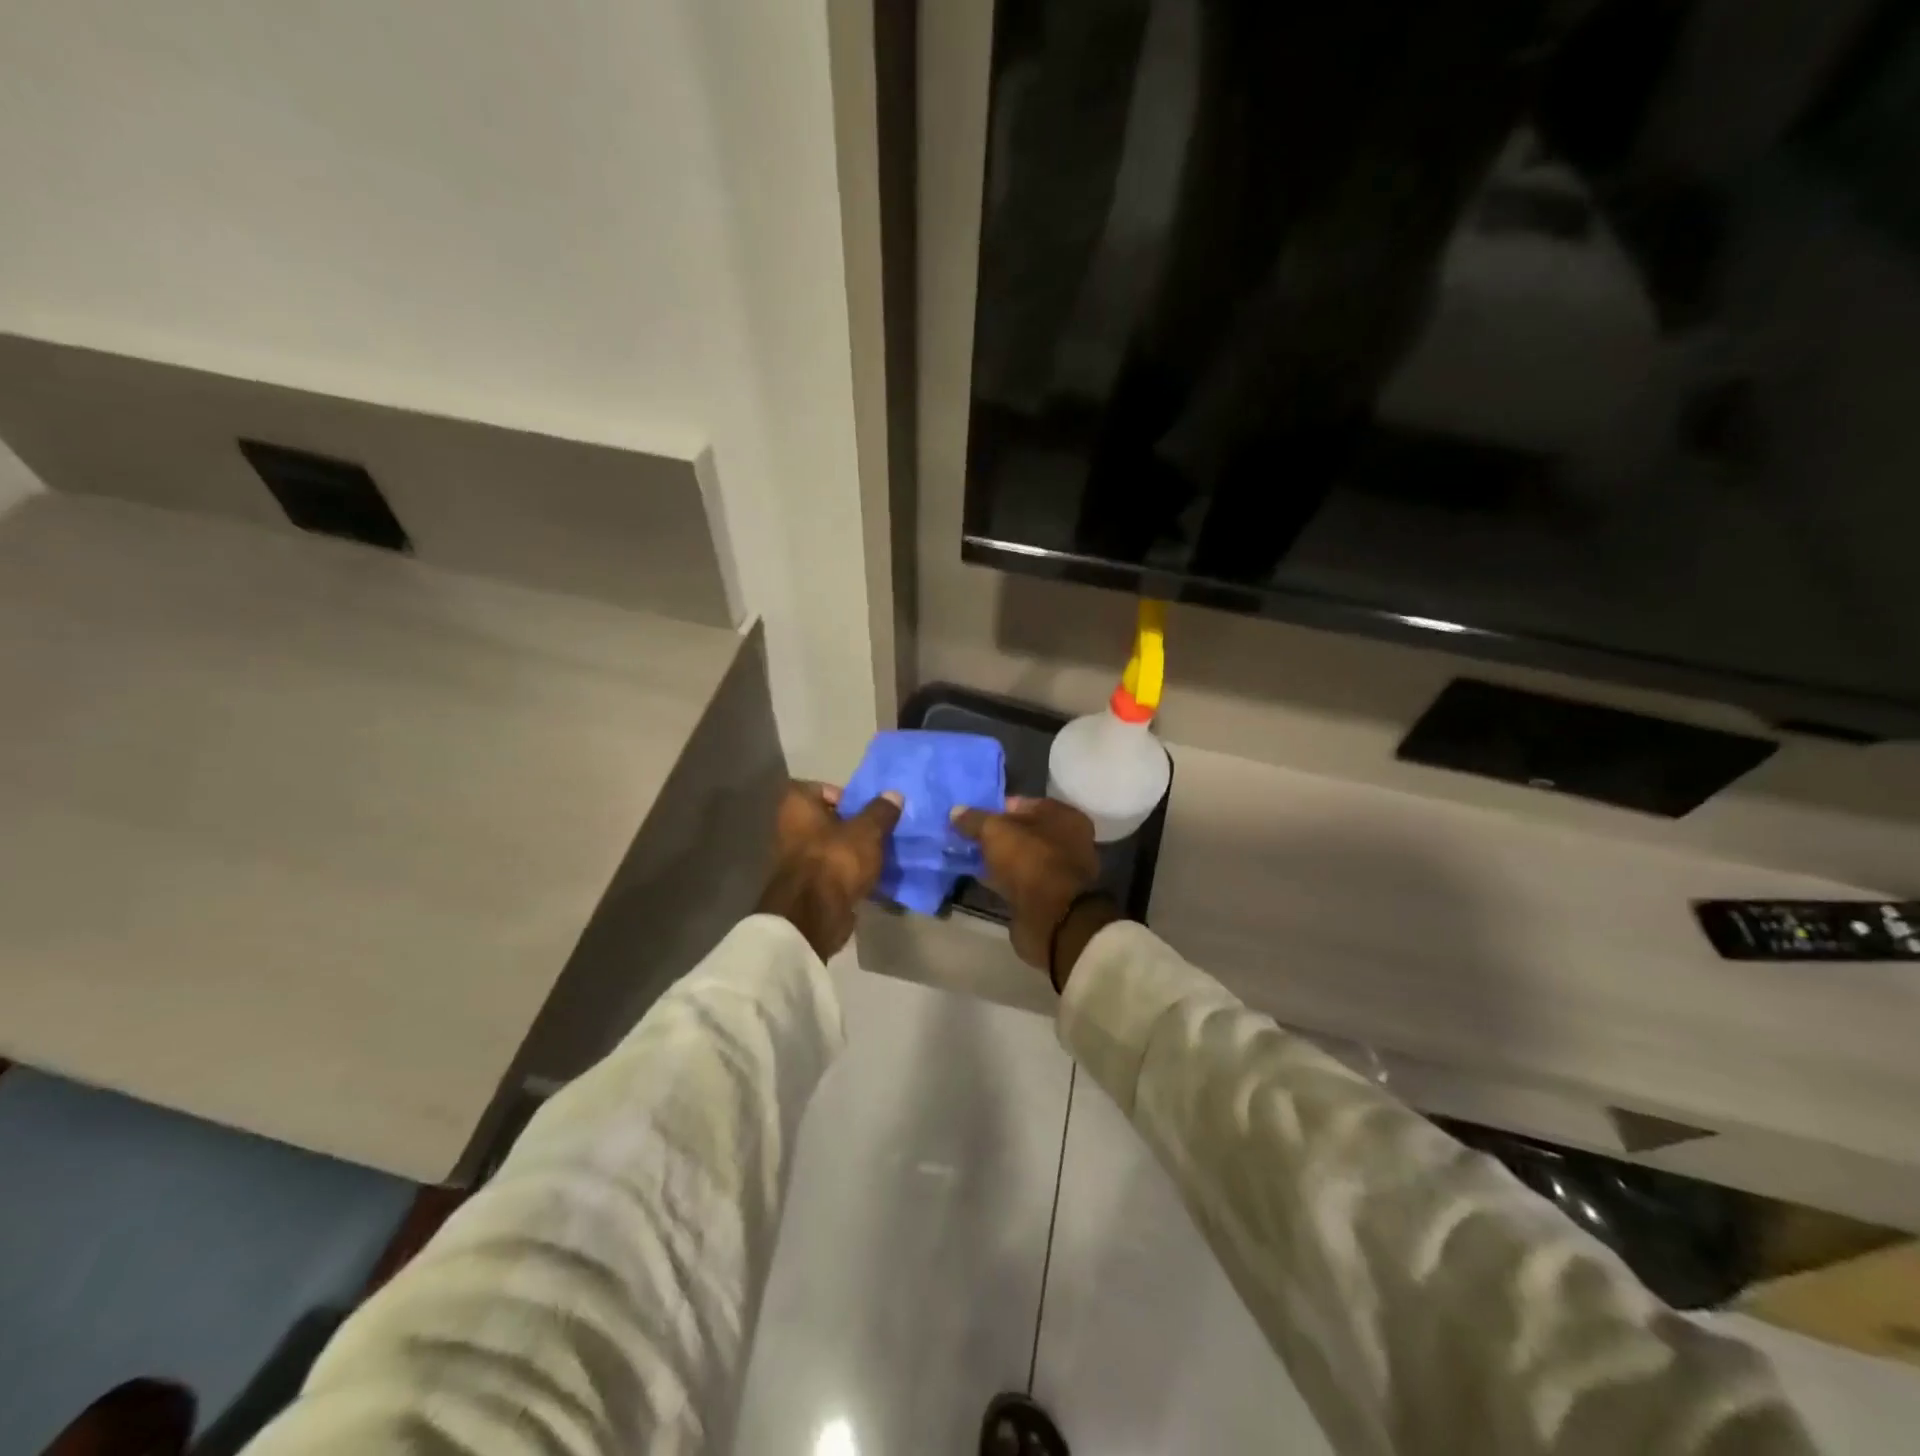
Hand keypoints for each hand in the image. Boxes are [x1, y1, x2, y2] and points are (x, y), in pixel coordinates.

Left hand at [757, 781, 902, 958]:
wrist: (813, 915)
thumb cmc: (836, 860)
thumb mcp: (867, 831)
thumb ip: (881, 811)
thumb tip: (894, 794)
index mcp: (796, 804)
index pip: (824, 788)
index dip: (848, 797)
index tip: (868, 811)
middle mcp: (788, 826)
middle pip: (828, 818)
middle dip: (853, 825)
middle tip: (879, 831)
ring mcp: (794, 857)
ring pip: (831, 846)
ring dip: (852, 850)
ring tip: (879, 855)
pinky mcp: (804, 884)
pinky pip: (831, 869)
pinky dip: (847, 872)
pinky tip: (869, 877)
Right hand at [950, 797, 1109, 977]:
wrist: (1051, 918)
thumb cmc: (1030, 860)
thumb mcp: (995, 831)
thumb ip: (974, 819)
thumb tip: (956, 811)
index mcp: (1064, 816)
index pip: (1023, 804)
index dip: (995, 808)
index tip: (970, 816)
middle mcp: (1068, 840)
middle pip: (1023, 831)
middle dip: (995, 835)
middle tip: (965, 836)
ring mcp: (1059, 871)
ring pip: (1020, 857)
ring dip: (997, 858)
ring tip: (967, 855)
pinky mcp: (1047, 896)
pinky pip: (1018, 879)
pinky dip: (1001, 878)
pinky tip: (979, 877)